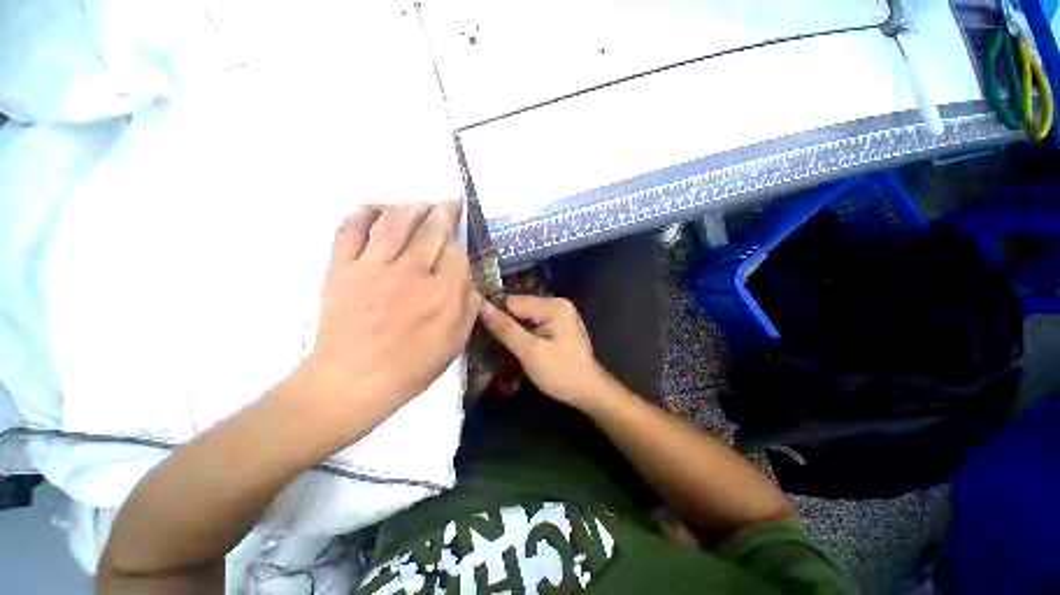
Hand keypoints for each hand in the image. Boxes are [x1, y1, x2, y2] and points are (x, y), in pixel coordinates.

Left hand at [301, 202, 479, 427]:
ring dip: (411, 205)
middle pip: (431, 228)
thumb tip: (469, 277)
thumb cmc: (412, 366)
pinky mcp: (342, 268)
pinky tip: (377, 208)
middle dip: (444, 211)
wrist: (353, 380)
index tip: (461, 235)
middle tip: (448, 203)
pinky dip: (364, 212)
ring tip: (420, 203)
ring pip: (395, 220)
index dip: (460, 239)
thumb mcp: (456, 341)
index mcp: (442, 294)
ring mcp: (373, 266)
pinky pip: (350, 228)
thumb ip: (469, 305)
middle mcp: (412, 273)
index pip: (457, 251)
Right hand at [479, 295, 611, 408]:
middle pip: (519, 307)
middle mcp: (557, 303)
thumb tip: (482, 306)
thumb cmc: (561, 373)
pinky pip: (532, 322)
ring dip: (510, 327)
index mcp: (553, 306)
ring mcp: (558, 313)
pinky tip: (511, 342)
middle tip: (481, 337)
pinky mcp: (557, 324)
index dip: (493, 312)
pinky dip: (521, 331)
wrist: (589, 392)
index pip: (513, 302)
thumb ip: (506, 328)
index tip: (472, 324)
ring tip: (491, 341)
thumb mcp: (530, 352)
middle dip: (502, 321)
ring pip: (524, 315)